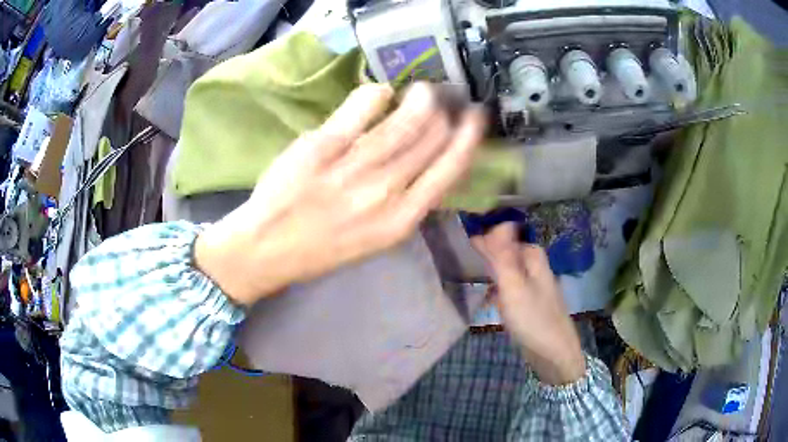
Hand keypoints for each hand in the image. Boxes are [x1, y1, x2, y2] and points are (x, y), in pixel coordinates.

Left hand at [195, 83, 486, 304]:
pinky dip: (376, 95)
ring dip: (419, 100)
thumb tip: (425, 159)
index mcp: (400, 221)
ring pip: (402, 122)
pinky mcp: (322, 146)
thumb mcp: (375, 236)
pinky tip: (383, 91)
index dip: (467, 139)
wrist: (266, 248)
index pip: (448, 170)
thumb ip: (404, 201)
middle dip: (444, 112)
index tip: (475, 119)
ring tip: (424, 90)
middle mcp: (384, 192)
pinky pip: (361, 108)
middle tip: (445, 98)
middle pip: (429, 139)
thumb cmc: (322, 248)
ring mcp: (353, 167)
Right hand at [471, 223, 585, 384]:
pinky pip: (507, 286)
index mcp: (532, 256)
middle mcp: (533, 265)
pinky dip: (494, 288)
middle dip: (482, 255)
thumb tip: (497, 221)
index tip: (456, 250)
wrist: (553, 353)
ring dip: (486, 271)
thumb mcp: (514, 286)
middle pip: (503, 251)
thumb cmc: (533, 318)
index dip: (480, 241)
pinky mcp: (527, 301)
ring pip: (504, 269)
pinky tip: (482, 296)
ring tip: (463, 277)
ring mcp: (531, 283)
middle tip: (456, 264)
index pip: (501, 237)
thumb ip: (503, 255)